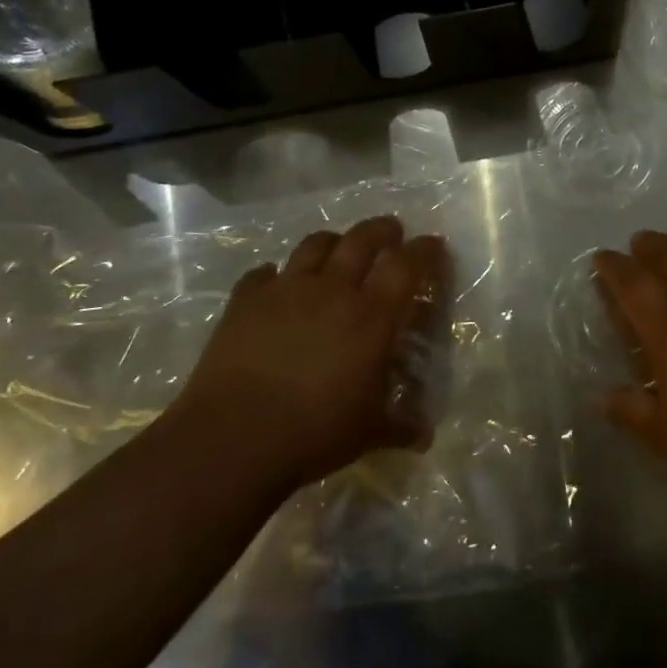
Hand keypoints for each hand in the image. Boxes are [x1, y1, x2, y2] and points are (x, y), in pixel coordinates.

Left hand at [172, 216, 448, 491]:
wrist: (233, 438)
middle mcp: (333, 289)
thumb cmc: (314, 432)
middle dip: (382, 230)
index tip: (433, 245)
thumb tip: (425, 437)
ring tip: (337, 248)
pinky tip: (274, 284)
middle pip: (362, 239)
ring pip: (315, 244)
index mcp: (372, 315)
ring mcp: (286, 290)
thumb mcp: (368, 433)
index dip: (424, 250)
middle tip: (391, 232)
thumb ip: (399, 426)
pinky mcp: (246, 301)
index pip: (407, 265)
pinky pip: (261, 274)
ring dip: (332, 242)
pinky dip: (272, 274)